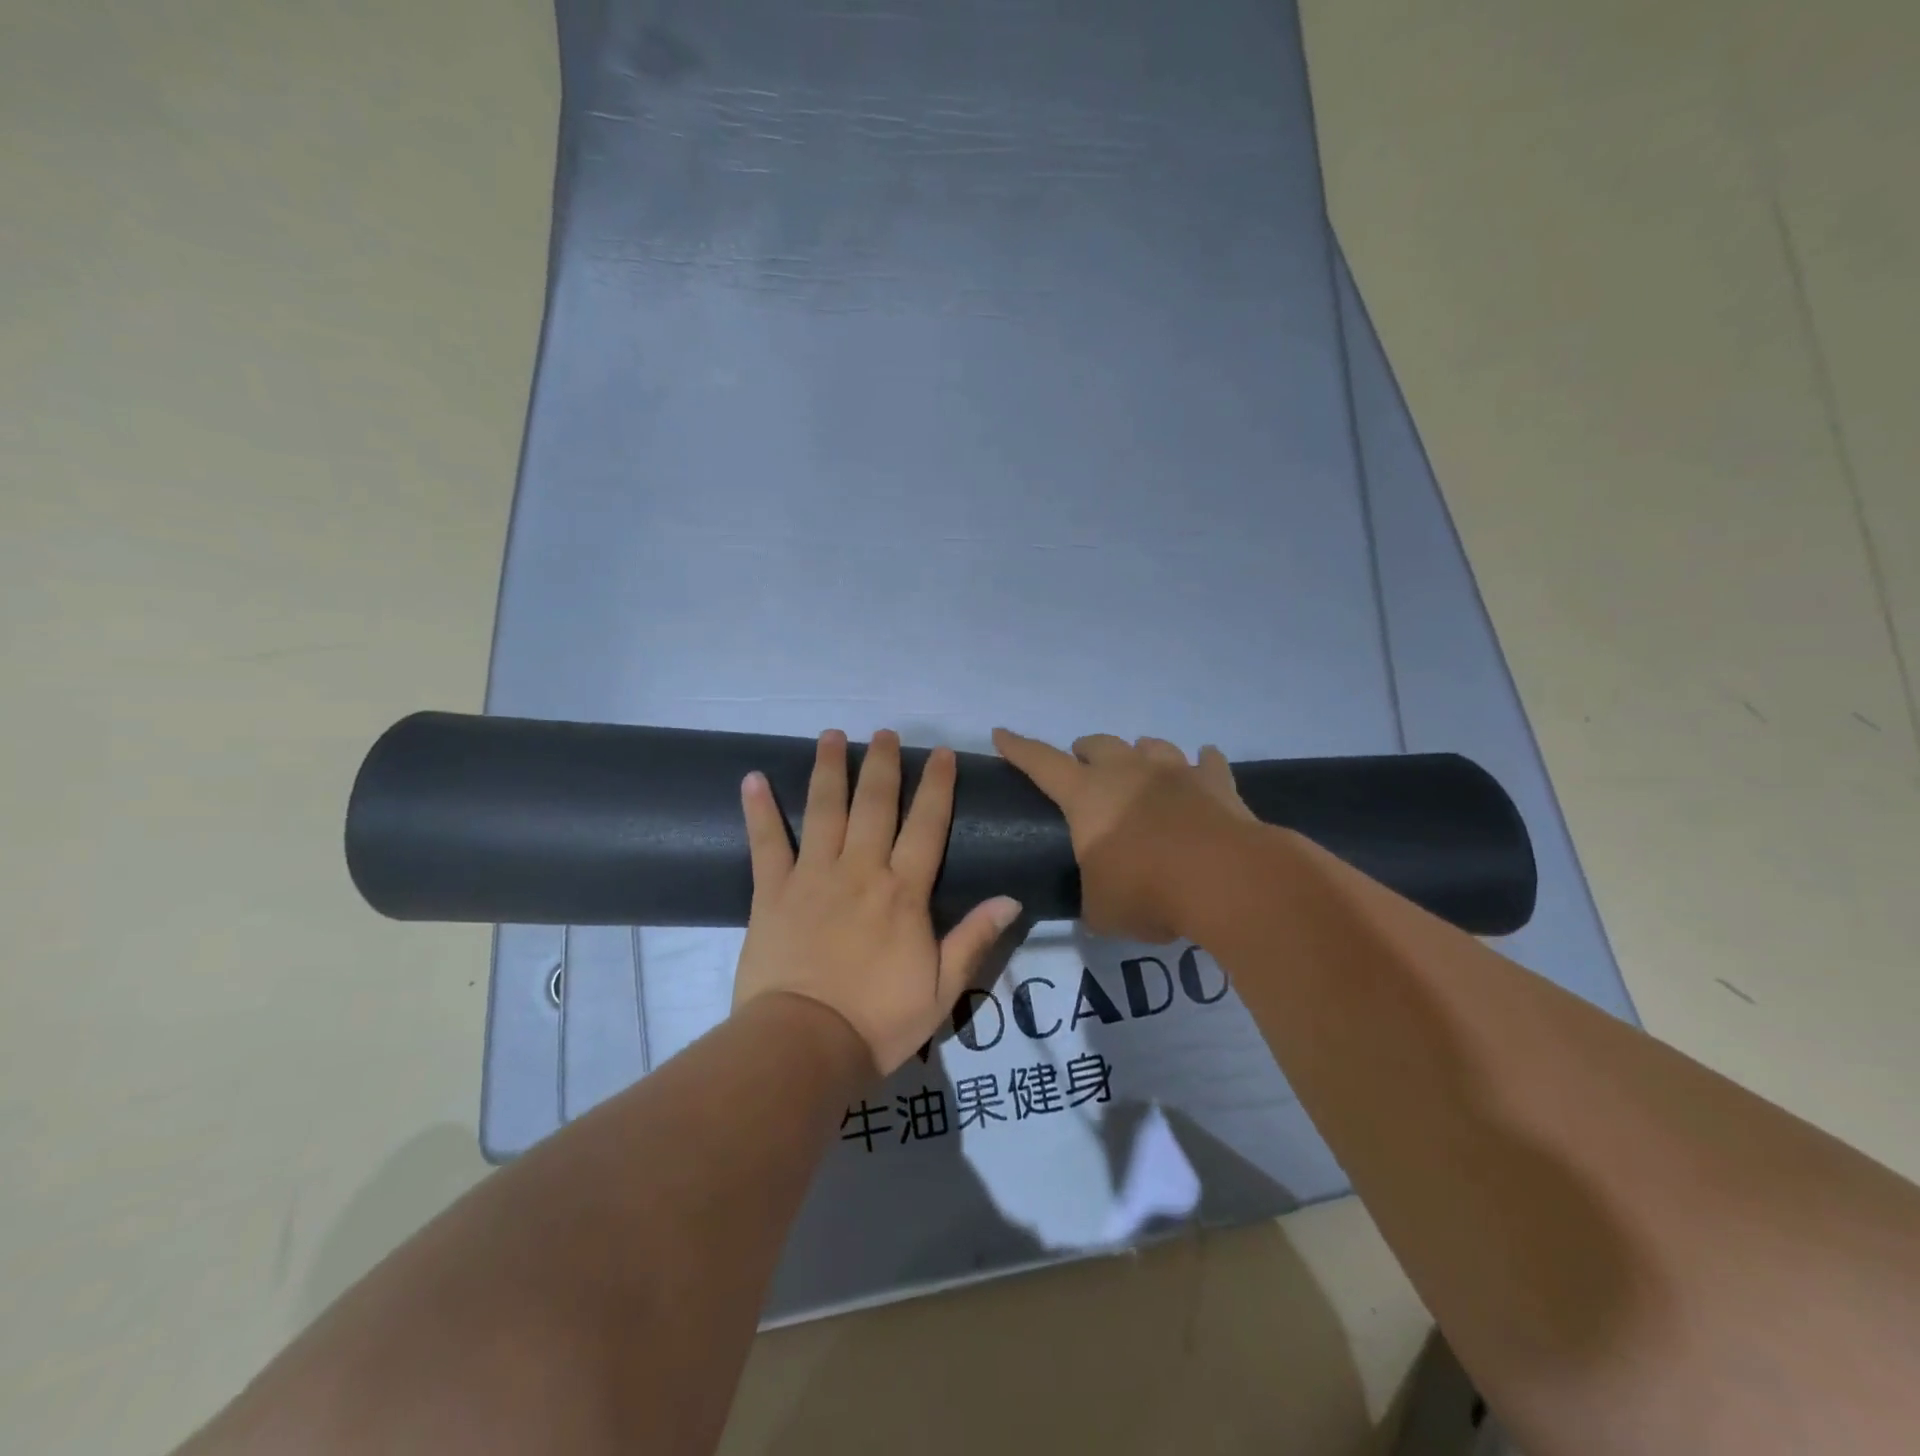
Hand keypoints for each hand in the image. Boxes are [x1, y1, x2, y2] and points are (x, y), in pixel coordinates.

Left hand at [731, 729, 1023, 1075]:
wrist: (803, 1046)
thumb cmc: (878, 1022)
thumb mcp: (941, 990)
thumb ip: (974, 939)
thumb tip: (1012, 898)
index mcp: (903, 892)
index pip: (926, 826)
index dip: (936, 786)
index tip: (940, 752)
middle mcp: (860, 870)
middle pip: (874, 804)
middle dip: (881, 764)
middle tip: (883, 732)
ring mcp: (812, 877)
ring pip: (823, 810)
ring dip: (828, 770)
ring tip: (830, 735)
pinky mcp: (771, 892)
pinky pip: (766, 843)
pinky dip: (758, 810)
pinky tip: (751, 778)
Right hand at [993, 729, 1252, 941]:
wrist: (1225, 880)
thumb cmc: (1148, 892)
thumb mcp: (1102, 909)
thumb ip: (1092, 897)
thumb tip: (1096, 901)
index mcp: (1087, 795)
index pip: (1041, 762)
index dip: (1018, 748)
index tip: (1001, 734)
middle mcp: (1127, 772)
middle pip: (1099, 744)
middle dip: (1085, 751)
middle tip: (1083, 767)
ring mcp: (1174, 772)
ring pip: (1151, 745)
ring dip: (1140, 753)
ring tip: (1139, 767)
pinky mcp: (1216, 783)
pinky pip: (1207, 762)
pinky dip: (1201, 764)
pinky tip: (1203, 764)